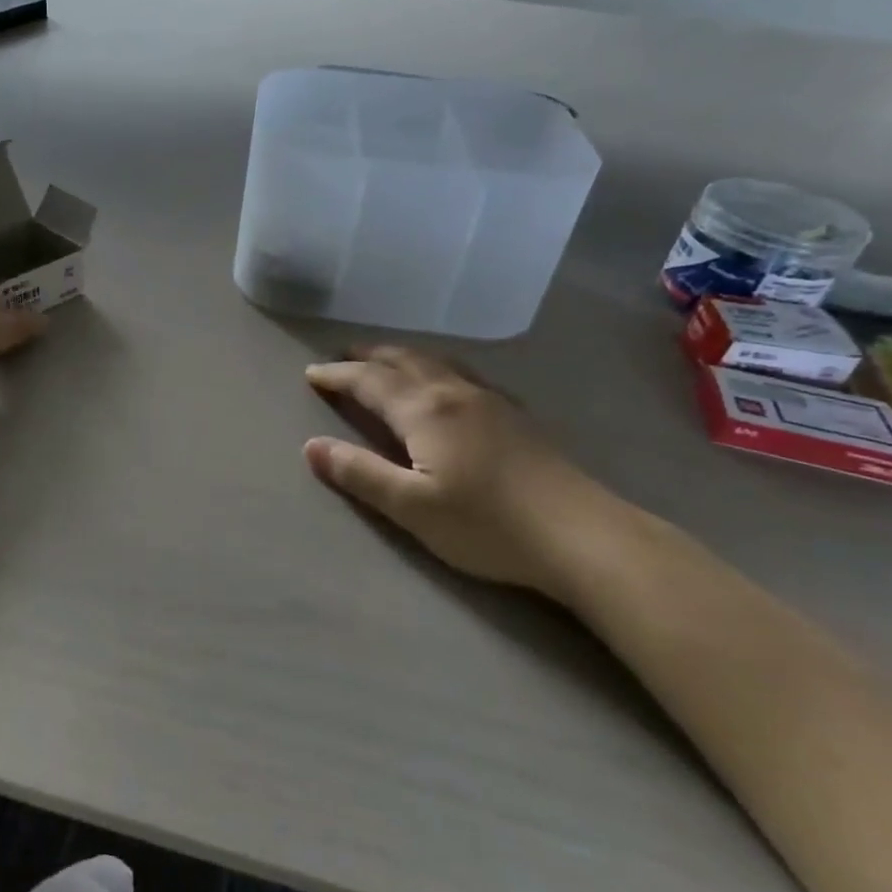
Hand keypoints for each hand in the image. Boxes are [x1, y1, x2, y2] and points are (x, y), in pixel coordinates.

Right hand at [303, 347, 625, 599]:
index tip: (312, 373)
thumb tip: (311, 446)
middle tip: (343, 356)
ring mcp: (491, 400)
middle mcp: (456, 392)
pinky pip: (463, 373)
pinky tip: (446, 384)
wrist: (580, 535)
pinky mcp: (516, 415)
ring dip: (402, 356)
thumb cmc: (486, 525)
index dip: (338, 375)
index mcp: (426, 410)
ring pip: (437, 362)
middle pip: (404, 360)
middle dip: (369, 356)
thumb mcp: (411, 507)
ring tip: (385, 360)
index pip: (370, 381)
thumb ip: (360, 473)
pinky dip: (436, 367)